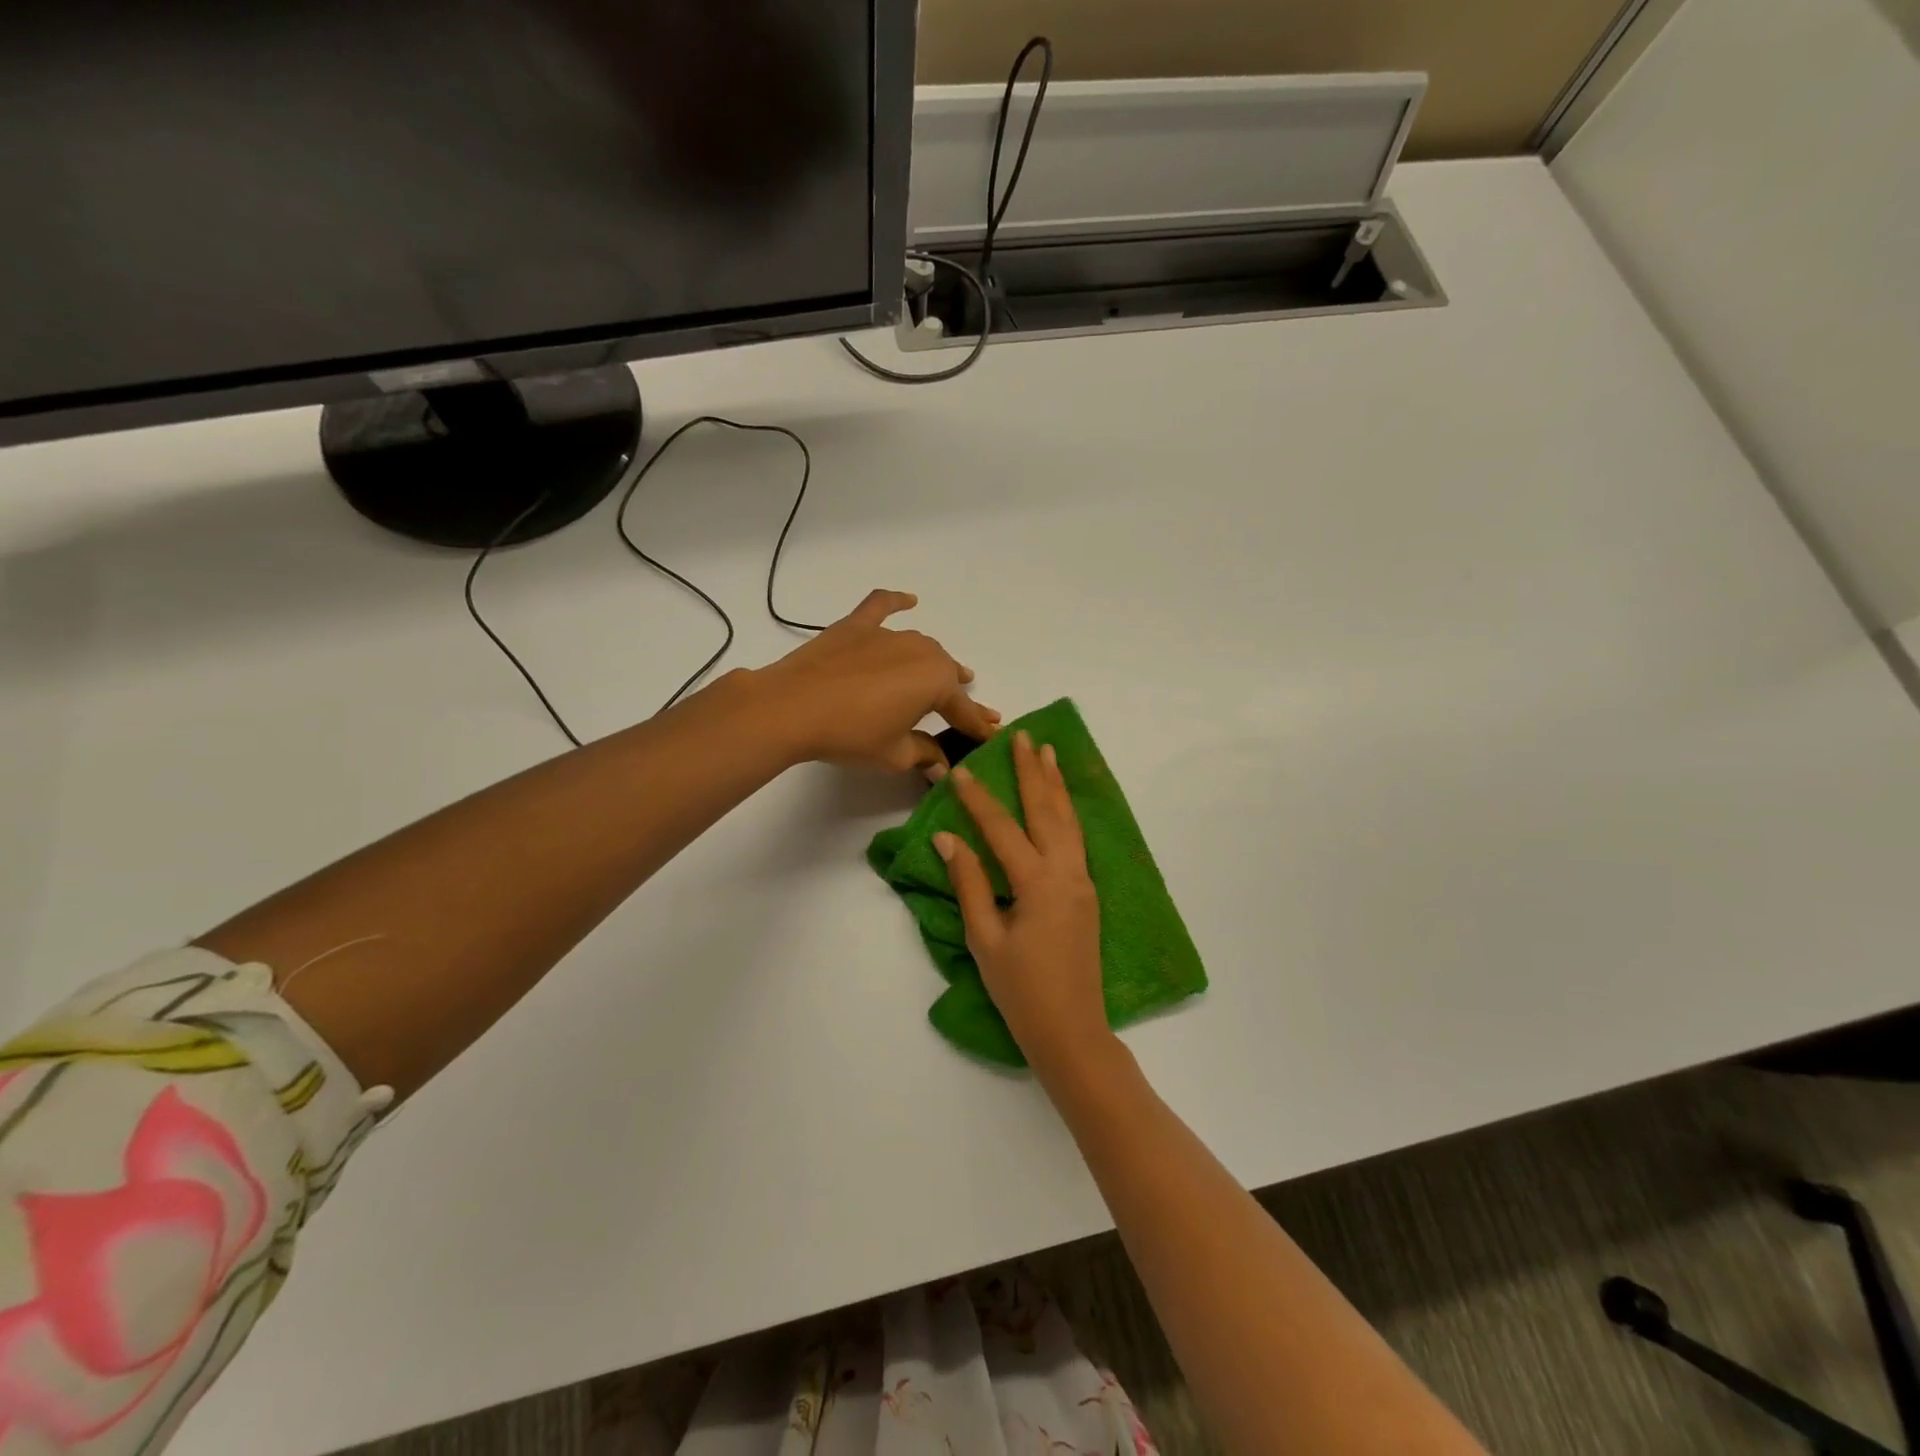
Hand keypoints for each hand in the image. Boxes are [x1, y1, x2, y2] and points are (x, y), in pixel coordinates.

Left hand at [753, 590, 999, 773]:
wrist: (792, 708)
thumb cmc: (851, 735)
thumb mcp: (894, 755)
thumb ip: (925, 755)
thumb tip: (942, 766)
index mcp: (936, 682)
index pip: (964, 711)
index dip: (977, 727)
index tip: (990, 736)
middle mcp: (921, 651)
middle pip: (946, 675)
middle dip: (958, 696)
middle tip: (965, 718)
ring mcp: (888, 634)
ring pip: (922, 648)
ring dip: (934, 663)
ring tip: (943, 676)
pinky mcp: (857, 626)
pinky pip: (882, 607)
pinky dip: (896, 602)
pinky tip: (909, 600)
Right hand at [936, 731, 1114, 1078]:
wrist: (1072, 1031)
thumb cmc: (1021, 992)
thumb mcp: (985, 939)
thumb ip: (969, 883)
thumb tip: (947, 837)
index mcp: (1038, 884)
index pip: (1002, 829)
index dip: (979, 799)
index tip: (960, 770)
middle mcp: (1067, 874)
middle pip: (1048, 811)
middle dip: (1033, 772)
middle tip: (1023, 736)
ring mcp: (1083, 883)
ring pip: (1069, 822)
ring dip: (1056, 786)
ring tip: (1048, 753)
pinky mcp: (1087, 894)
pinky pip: (1076, 841)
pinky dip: (1066, 813)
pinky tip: (1059, 803)